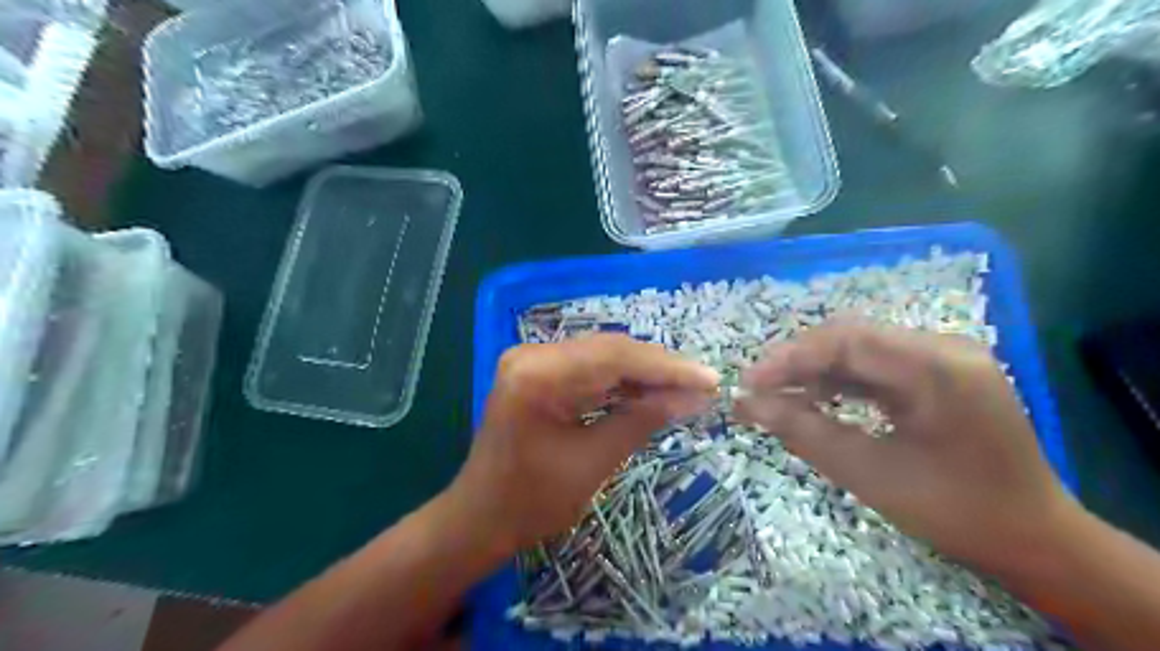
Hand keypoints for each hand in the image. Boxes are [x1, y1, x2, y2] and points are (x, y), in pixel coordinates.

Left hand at [451, 336, 717, 553]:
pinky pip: (589, 370)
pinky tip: (649, 392)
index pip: (615, 357)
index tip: (709, 379)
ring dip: (643, 374)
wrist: (480, 518)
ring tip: (685, 388)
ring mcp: (533, 361)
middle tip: (702, 384)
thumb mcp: (593, 463)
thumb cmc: (531, 501)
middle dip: (658, 368)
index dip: (667, 368)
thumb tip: (693, 397)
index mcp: (538, 374)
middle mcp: (532, 355)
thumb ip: (642, 421)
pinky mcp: (538, 374)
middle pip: (609, 350)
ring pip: (602, 357)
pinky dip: (621, 382)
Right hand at [738, 323, 1072, 570]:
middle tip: (758, 390)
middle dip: (798, 360)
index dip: (789, 358)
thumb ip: (803, 431)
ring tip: (776, 394)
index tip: (748, 384)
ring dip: (815, 369)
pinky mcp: (939, 372)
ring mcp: (944, 357)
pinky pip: (877, 364)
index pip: (846, 341)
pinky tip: (812, 397)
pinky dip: (840, 380)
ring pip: (860, 348)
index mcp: (938, 368)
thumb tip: (746, 405)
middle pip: (851, 336)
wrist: (1033, 538)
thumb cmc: (953, 511)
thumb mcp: (869, 473)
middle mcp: (944, 347)